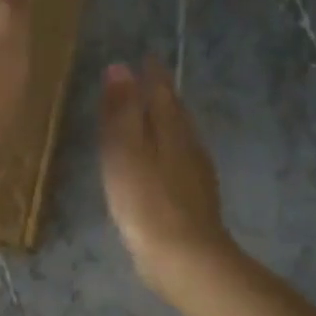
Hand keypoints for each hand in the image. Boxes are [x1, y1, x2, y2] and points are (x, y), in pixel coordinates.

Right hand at [99, 59, 233, 298]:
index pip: (162, 93)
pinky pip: (180, 163)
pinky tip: (162, 165)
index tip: (146, 57)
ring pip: (180, 138)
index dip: (153, 75)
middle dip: (162, 96)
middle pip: (175, 114)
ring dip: (166, 124)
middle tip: (149, 82)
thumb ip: (121, 111)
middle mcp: (189, 147)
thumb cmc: (147, 201)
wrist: (185, 258)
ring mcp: (196, 176)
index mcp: (171, 131)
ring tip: (152, 119)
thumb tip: (120, 67)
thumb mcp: (125, 152)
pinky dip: (168, 152)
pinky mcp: (194, 202)